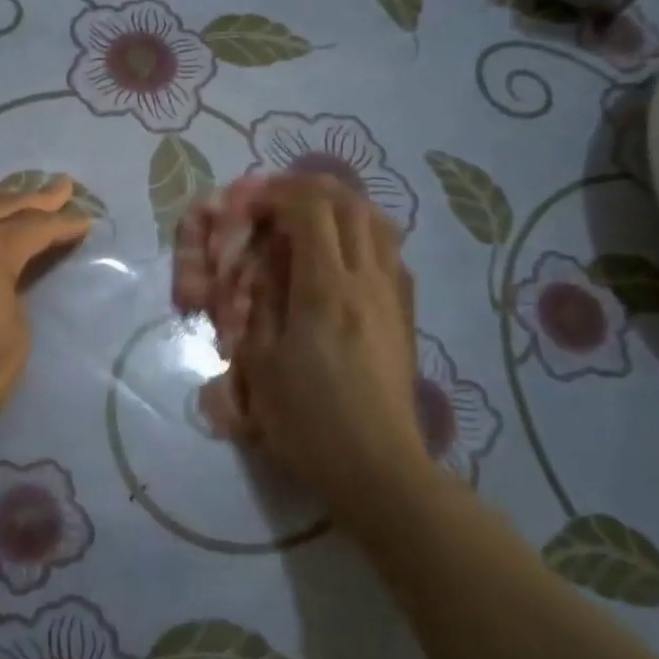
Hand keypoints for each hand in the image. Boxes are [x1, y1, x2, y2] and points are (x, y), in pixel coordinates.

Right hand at [229, 177, 436, 524]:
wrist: (377, 468)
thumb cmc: (309, 420)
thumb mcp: (261, 363)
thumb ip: (259, 303)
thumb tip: (262, 264)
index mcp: (326, 288)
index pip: (311, 208)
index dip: (278, 193)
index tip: (251, 206)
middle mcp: (368, 279)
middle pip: (349, 204)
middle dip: (310, 190)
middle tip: (278, 203)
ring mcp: (395, 295)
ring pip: (379, 222)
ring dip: (342, 209)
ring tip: (312, 223)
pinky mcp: (407, 315)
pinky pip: (390, 252)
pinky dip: (363, 236)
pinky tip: (342, 261)